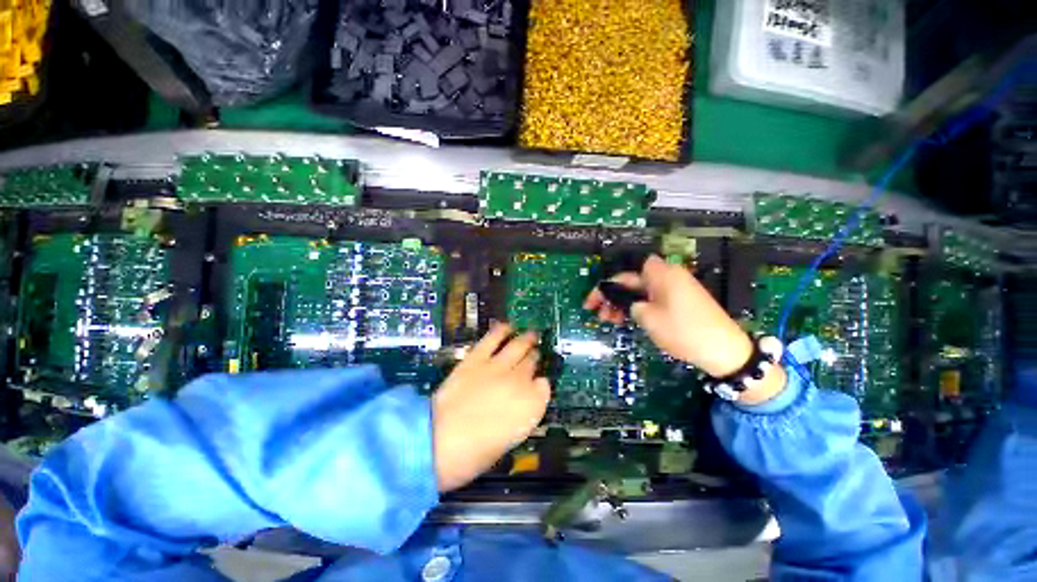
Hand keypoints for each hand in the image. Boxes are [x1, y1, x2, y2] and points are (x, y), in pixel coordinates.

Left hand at [432, 323, 551, 491]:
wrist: (439, 441)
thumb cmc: (475, 454)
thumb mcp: (507, 440)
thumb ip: (519, 417)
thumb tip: (520, 404)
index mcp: (531, 407)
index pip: (544, 386)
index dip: (540, 383)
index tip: (536, 383)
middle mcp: (520, 381)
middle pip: (532, 362)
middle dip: (534, 357)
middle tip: (535, 353)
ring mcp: (498, 367)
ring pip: (518, 346)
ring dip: (526, 339)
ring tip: (530, 334)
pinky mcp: (477, 359)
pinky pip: (492, 339)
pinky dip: (501, 331)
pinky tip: (506, 326)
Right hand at [584, 255, 752, 377]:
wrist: (725, 350)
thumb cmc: (683, 330)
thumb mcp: (649, 318)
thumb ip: (633, 305)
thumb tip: (632, 303)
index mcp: (661, 274)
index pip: (625, 274)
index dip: (606, 286)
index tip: (593, 302)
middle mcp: (668, 276)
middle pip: (632, 281)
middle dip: (613, 296)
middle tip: (599, 314)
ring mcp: (676, 289)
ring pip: (641, 291)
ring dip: (625, 303)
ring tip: (611, 320)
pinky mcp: (681, 301)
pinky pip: (653, 298)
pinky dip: (640, 307)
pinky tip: (630, 319)